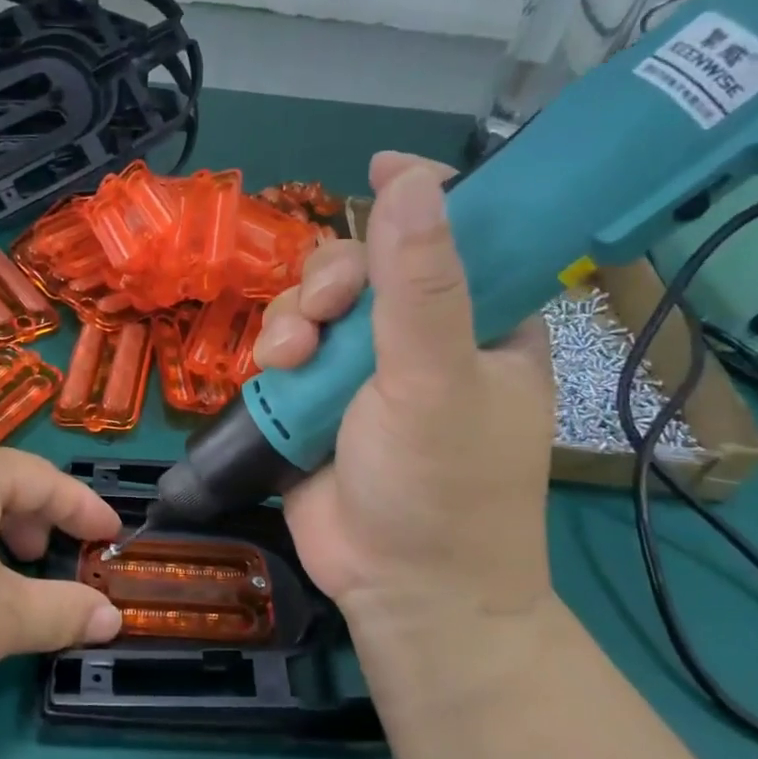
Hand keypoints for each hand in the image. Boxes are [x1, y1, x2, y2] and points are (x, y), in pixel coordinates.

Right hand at [255, 152, 556, 636]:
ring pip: (317, 304)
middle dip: (333, 276)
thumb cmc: (444, 488)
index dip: (421, 196)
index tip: (379, 167)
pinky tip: (275, 374)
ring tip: (291, 359)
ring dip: (295, 317)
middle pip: (368, 263)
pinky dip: (276, 350)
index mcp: (482, 322)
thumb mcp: (438, 380)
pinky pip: (289, 347)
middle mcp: (422, 336)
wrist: (401, 591)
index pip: (459, 233)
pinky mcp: (319, 399)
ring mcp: (365, 369)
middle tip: (326, 310)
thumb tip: (412, 178)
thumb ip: (423, 284)